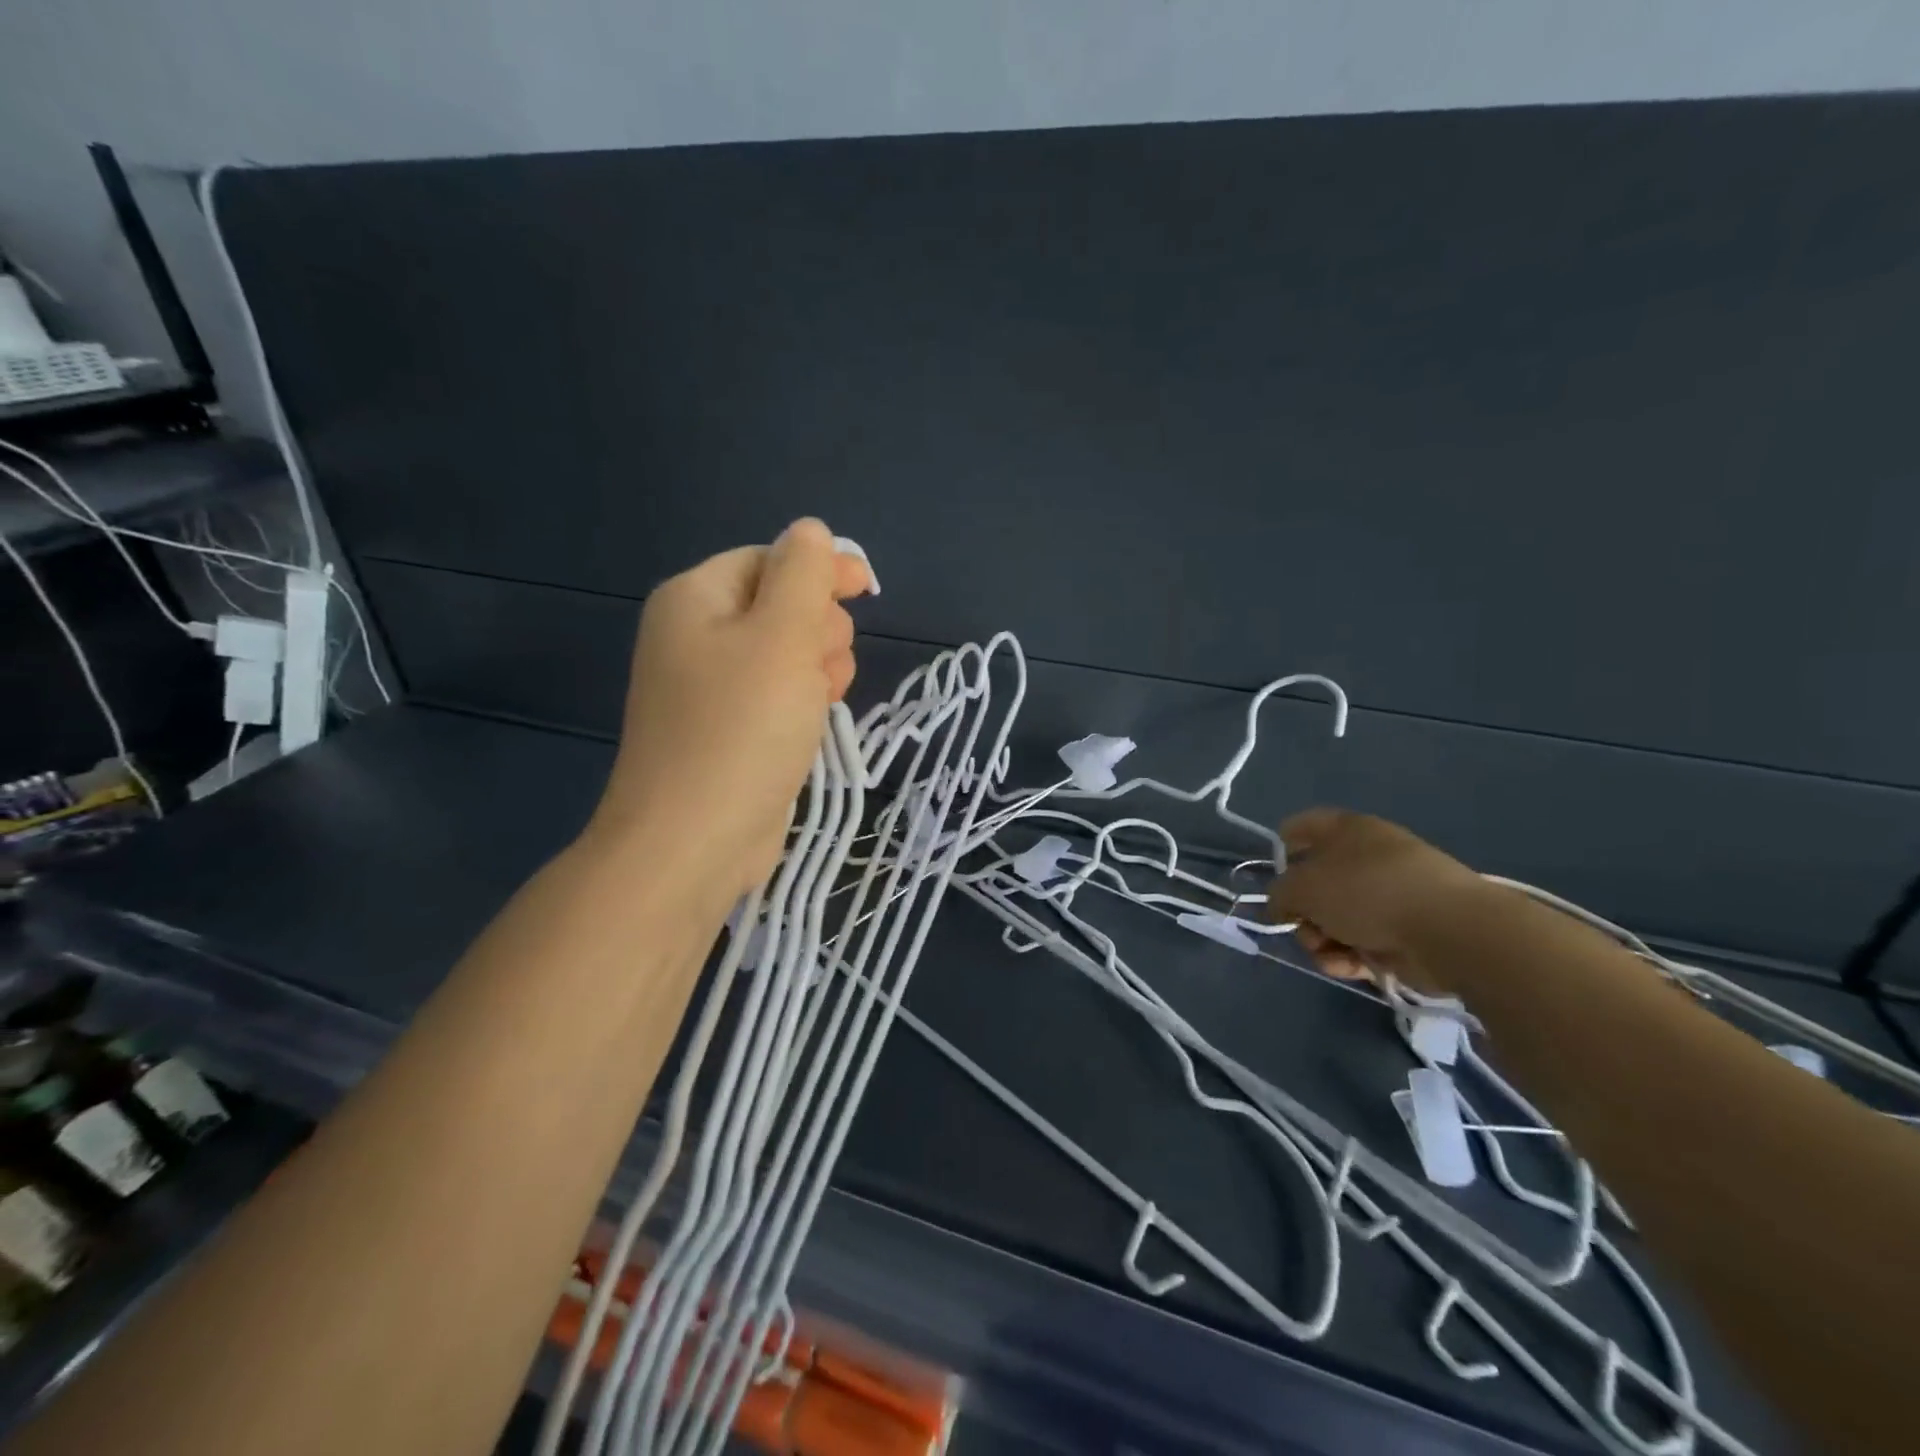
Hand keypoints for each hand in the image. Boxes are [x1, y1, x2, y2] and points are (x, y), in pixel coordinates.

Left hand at [588, 519, 875, 897]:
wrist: (694, 840)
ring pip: (788, 654)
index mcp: (696, 598)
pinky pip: (780, 694)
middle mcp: (697, 636)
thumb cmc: (741, 728)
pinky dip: (802, 701)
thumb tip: (810, 531)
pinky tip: (813, 725)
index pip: (770, 559)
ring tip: (818, 701)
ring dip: (817, 667)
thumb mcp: (781, 635)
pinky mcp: (730, 730)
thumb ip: (802, 574)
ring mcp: (712, 688)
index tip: (866, 591)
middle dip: (816, 628)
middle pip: (781, 605)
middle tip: (818, 665)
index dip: (820, 570)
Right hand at [1267, 809, 1485, 991]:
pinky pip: (1363, 941)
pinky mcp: (1407, 931)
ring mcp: (1390, 895)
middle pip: (1316, 882)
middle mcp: (1368, 857)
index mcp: (1346, 830)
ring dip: (1322, 940)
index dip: (1282, 846)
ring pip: (1336, 918)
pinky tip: (1350, 967)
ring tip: (1328, 954)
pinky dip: (1350, 956)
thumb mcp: (1301, 888)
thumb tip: (1283, 906)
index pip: (1303, 826)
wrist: (1449, 931)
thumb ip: (1279, 895)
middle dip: (1302, 911)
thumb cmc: (1366, 891)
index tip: (1274, 875)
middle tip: (1303, 927)